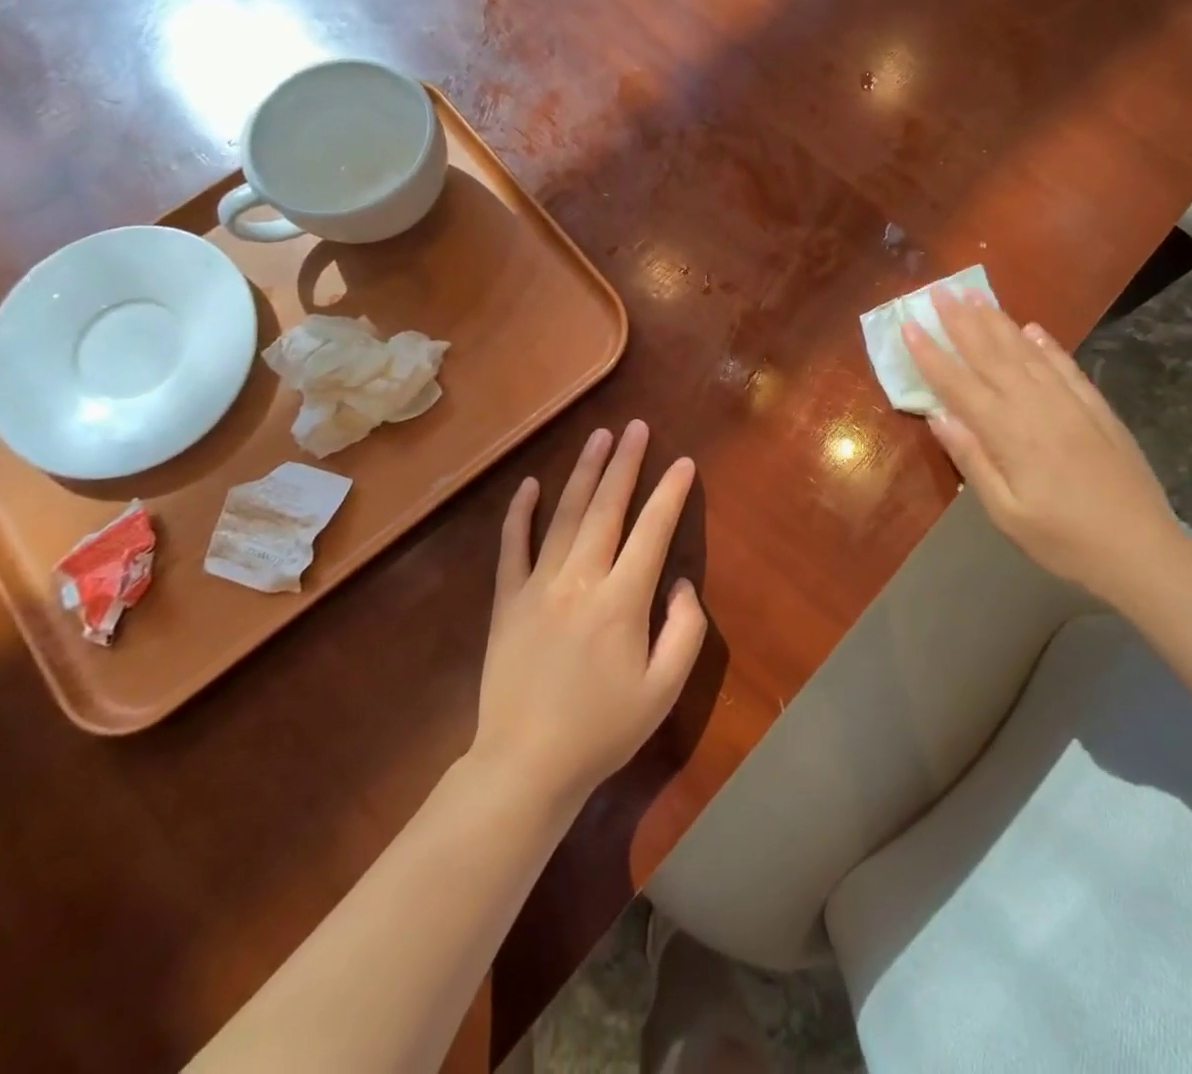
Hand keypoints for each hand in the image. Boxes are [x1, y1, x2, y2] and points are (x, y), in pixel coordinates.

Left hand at [472, 421, 707, 809]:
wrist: (526, 764)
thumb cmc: (602, 730)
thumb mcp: (663, 690)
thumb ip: (685, 631)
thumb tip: (680, 583)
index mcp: (622, 600)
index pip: (652, 531)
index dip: (670, 494)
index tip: (683, 463)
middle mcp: (580, 579)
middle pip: (607, 508)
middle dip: (625, 463)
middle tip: (636, 427)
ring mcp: (538, 585)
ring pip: (565, 515)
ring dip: (584, 473)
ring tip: (599, 437)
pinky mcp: (507, 600)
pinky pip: (512, 546)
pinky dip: (520, 513)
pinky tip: (529, 484)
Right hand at [904, 289, 1185, 602]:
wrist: (1143, 552)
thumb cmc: (1063, 541)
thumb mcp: (1005, 513)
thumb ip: (971, 460)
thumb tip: (938, 415)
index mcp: (1009, 435)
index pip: (959, 385)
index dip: (931, 354)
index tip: (909, 325)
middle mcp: (1037, 408)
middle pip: (992, 356)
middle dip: (961, 322)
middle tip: (939, 291)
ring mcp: (1071, 404)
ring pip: (1026, 353)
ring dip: (998, 322)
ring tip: (975, 295)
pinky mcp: (1097, 409)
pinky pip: (1066, 366)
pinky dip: (1046, 344)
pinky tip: (1032, 328)